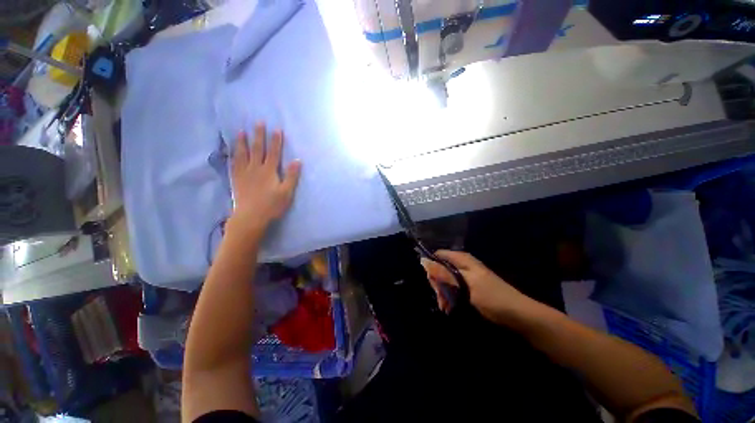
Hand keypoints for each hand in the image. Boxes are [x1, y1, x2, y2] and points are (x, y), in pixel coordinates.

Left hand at [229, 123, 301, 234]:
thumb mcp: (286, 192)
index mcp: (269, 171)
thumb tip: (297, 161)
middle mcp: (255, 169)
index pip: (273, 153)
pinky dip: (233, 155)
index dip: (276, 141)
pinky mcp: (236, 179)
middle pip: (257, 149)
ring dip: (242, 142)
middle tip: (258, 122)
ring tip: (241, 131)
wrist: (250, 217)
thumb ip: (291, 176)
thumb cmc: (272, 205)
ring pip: (243, 154)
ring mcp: (244, 173)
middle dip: (259, 136)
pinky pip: (234, 163)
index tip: (277, 129)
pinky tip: (233, 151)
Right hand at [421, 250, 535, 323]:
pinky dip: (450, 297)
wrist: (517, 314)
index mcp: (462, 259)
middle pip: (441, 269)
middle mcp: (462, 264)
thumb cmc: (492, 297)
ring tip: (445, 307)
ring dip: (443, 293)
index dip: (431, 266)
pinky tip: (449, 307)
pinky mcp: (469, 287)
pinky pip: (453, 288)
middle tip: (440, 298)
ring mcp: (466, 276)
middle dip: (438, 284)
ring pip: (446, 280)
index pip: (439, 256)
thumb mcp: (466, 285)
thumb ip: (445, 274)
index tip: (431, 282)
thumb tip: (424, 261)